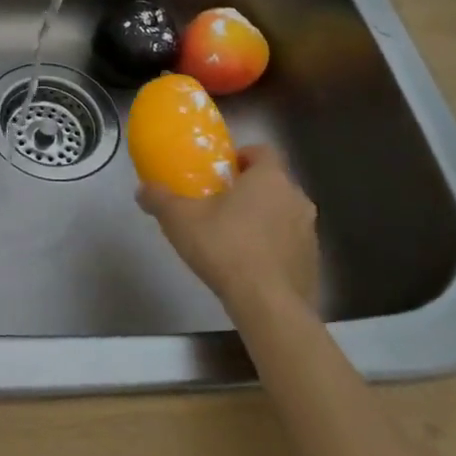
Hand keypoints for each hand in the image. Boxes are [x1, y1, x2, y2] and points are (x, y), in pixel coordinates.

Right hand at [136, 145, 318, 312]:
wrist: (268, 305)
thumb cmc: (224, 247)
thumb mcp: (179, 219)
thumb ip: (159, 199)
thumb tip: (142, 189)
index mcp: (269, 178)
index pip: (262, 151)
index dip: (242, 156)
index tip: (221, 172)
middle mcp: (296, 198)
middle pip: (272, 183)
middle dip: (249, 190)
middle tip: (219, 204)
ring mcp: (309, 232)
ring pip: (282, 214)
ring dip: (262, 219)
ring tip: (232, 238)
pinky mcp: (312, 262)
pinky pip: (289, 244)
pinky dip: (272, 248)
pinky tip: (249, 267)